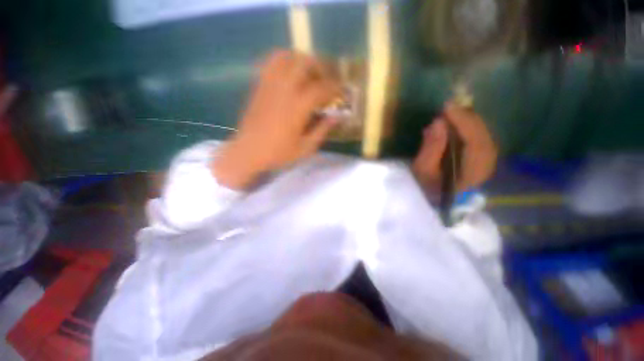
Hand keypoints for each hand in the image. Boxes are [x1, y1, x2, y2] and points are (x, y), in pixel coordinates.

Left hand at [212, 50, 341, 189]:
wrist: (248, 152)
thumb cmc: (278, 153)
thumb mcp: (305, 148)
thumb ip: (322, 130)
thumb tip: (337, 117)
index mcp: (297, 108)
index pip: (321, 88)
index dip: (335, 87)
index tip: (342, 91)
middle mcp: (284, 91)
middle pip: (304, 63)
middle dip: (320, 67)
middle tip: (326, 80)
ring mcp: (269, 86)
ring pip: (286, 57)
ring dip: (301, 60)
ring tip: (308, 73)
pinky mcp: (259, 87)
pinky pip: (270, 64)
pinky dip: (284, 62)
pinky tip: (289, 74)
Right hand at [412, 102, 496, 192]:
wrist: (436, 197)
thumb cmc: (427, 185)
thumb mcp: (422, 169)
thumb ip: (431, 148)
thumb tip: (439, 123)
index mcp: (471, 173)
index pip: (474, 143)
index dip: (463, 123)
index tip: (447, 108)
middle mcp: (485, 166)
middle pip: (482, 136)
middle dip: (466, 118)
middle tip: (448, 107)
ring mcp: (487, 160)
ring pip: (483, 134)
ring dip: (467, 120)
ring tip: (451, 112)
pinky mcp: (483, 156)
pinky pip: (480, 136)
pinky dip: (468, 126)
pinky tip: (456, 121)